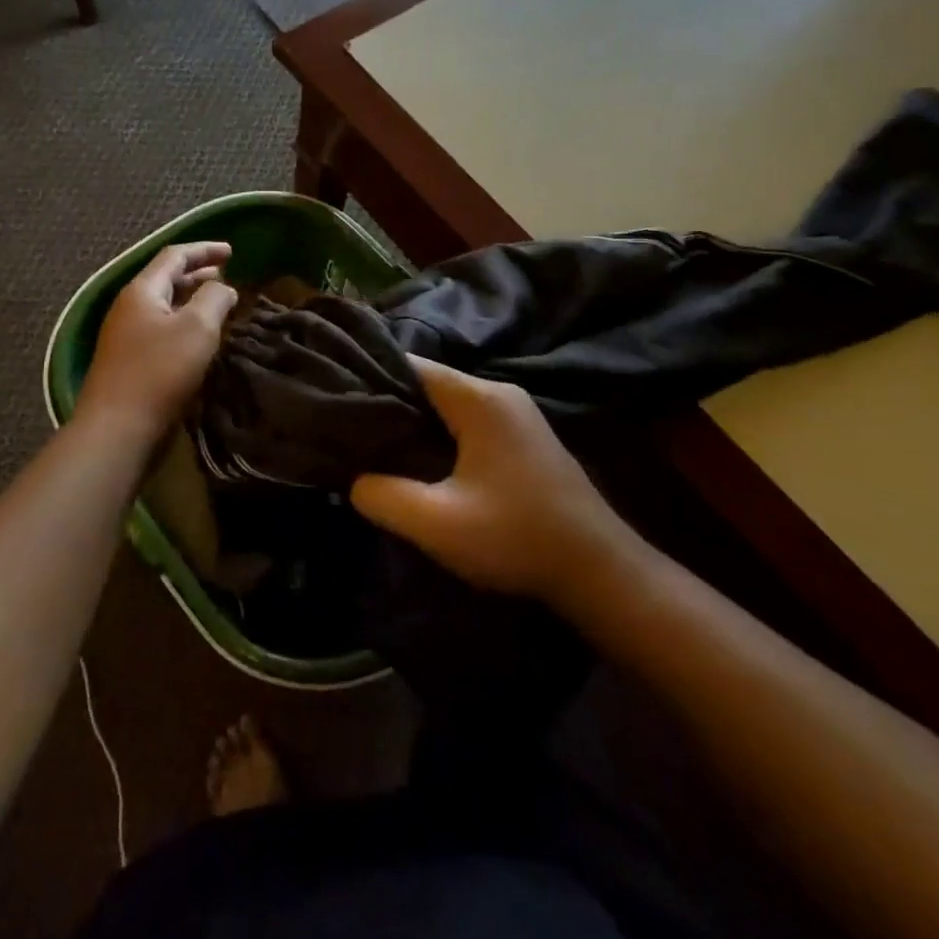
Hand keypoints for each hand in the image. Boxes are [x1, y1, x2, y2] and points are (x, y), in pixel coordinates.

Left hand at [76, 242, 236, 439]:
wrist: (117, 428)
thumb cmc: (159, 371)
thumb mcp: (197, 328)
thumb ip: (214, 298)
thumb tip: (223, 287)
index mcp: (141, 290)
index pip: (174, 256)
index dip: (204, 250)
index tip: (232, 251)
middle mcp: (129, 307)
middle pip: (166, 279)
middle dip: (198, 274)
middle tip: (226, 275)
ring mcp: (126, 335)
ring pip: (164, 306)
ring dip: (192, 300)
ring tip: (218, 304)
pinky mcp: (130, 361)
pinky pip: (161, 330)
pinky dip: (183, 324)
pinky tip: (200, 339)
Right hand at [351, 357, 637, 604]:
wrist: (600, 572)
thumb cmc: (517, 538)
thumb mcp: (437, 524)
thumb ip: (383, 496)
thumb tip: (354, 479)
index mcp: (479, 399)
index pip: (410, 366)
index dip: (370, 379)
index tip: (338, 402)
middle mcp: (499, 394)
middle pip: (428, 383)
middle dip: (389, 403)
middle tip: (349, 430)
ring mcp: (516, 414)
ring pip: (447, 405)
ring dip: (413, 422)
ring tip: (375, 447)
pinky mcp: (522, 438)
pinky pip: (466, 421)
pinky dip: (438, 434)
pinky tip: (419, 462)